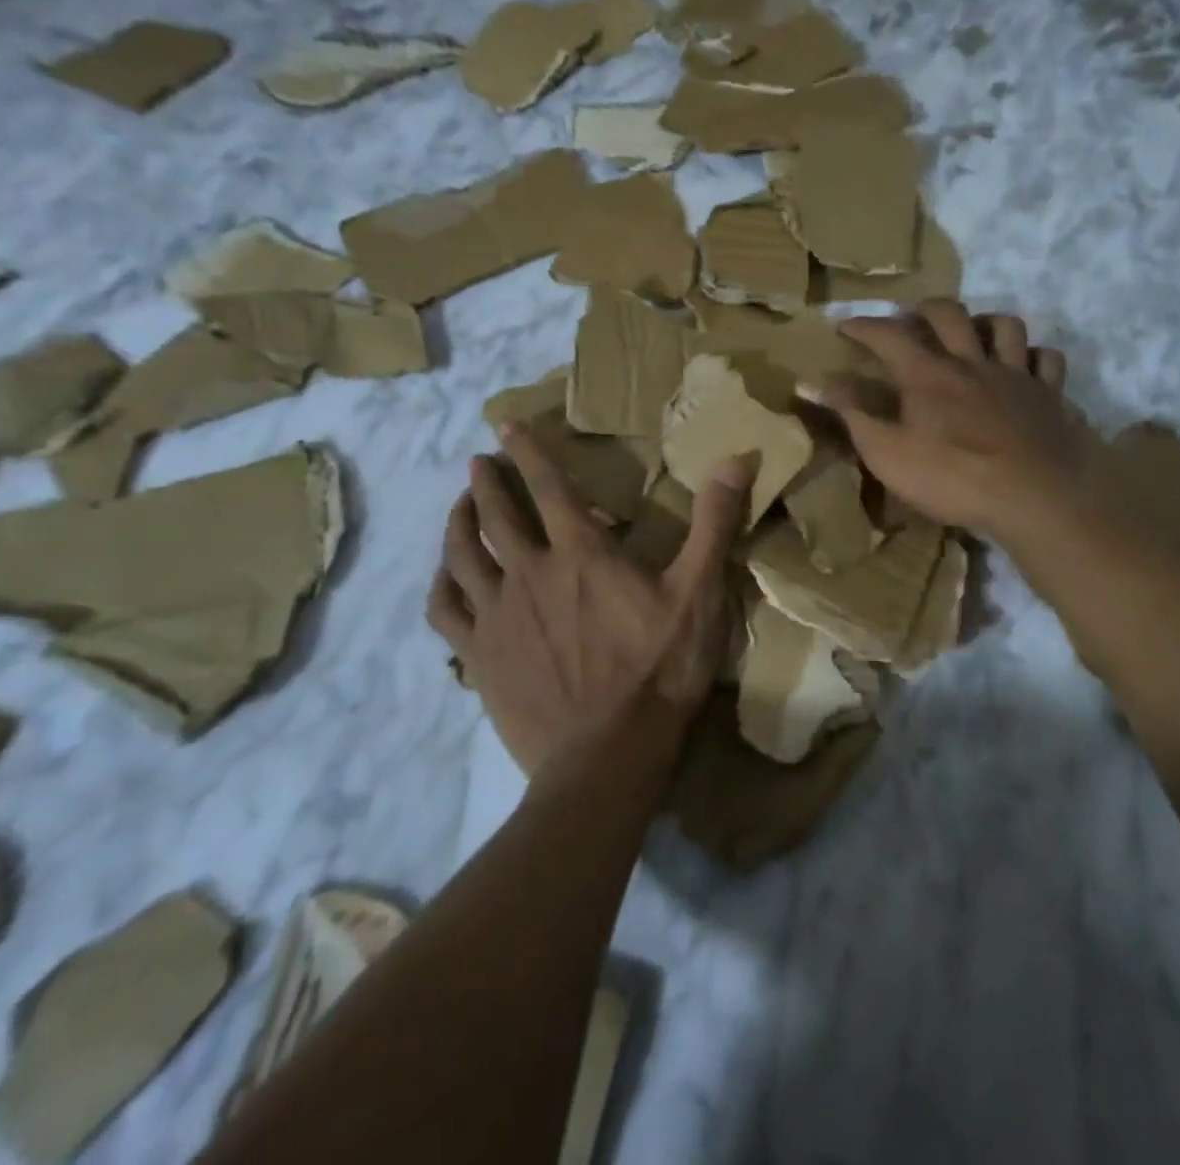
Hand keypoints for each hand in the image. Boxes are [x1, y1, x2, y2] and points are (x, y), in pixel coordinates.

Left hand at [425, 424, 753, 778]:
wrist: (609, 754)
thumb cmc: (659, 670)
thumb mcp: (699, 593)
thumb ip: (714, 523)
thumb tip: (737, 458)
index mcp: (581, 553)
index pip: (548, 486)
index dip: (528, 451)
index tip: (507, 425)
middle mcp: (529, 573)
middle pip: (496, 514)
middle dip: (487, 482)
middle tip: (479, 462)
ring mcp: (497, 615)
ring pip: (463, 555)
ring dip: (458, 523)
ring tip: (458, 506)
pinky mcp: (479, 656)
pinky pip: (446, 609)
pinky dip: (442, 583)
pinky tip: (445, 576)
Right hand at [804, 300, 1103, 544]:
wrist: (1033, 496)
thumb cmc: (952, 478)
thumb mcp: (886, 452)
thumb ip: (851, 413)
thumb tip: (809, 381)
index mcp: (928, 375)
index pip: (888, 336)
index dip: (863, 326)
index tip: (844, 325)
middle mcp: (972, 362)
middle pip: (949, 314)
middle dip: (924, 309)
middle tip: (911, 318)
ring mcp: (1016, 375)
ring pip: (1005, 326)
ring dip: (985, 322)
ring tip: (973, 334)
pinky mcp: (1050, 395)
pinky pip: (1048, 360)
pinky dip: (1034, 357)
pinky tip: (1026, 367)